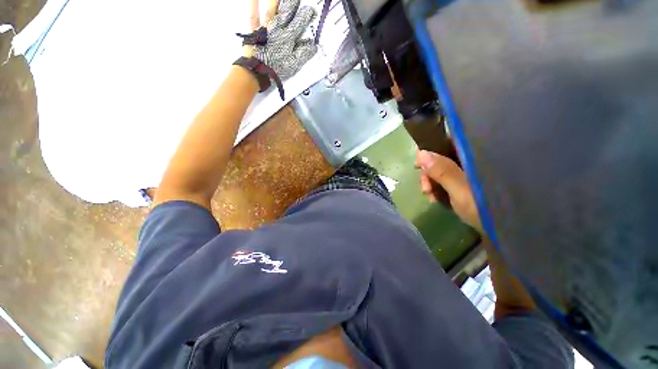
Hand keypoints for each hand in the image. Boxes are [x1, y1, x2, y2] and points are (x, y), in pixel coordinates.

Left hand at [246, 0, 317, 78]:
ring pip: (272, 9)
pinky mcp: (254, 30)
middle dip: (293, 3)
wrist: (257, 73)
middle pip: (287, 11)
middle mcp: (278, 28)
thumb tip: (314, 45)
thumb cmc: (277, 70)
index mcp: (289, 37)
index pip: (300, 21)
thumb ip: (304, 53)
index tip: (312, 11)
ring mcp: (265, 27)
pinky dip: (253, 3)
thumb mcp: (294, 65)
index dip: (307, 14)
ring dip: (276, 0)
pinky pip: (253, 14)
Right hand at [415, 150, 482, 231]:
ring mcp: (468, 174)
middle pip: (442, 159)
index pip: (449, 142)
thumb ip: (442, 171)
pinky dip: (437, 189)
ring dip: (431, 183)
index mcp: (475, 156)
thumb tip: (420, 153)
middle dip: (429, 173)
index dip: (431, 150)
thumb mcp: (462, 189)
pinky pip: (445, 182)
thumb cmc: (486, 208)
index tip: (418, 164)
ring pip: (441, 171)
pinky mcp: (465, 186)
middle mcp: (471, 162)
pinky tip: (434, 198)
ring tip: (429, 196)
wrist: (505, 231)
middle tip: (425, 187)